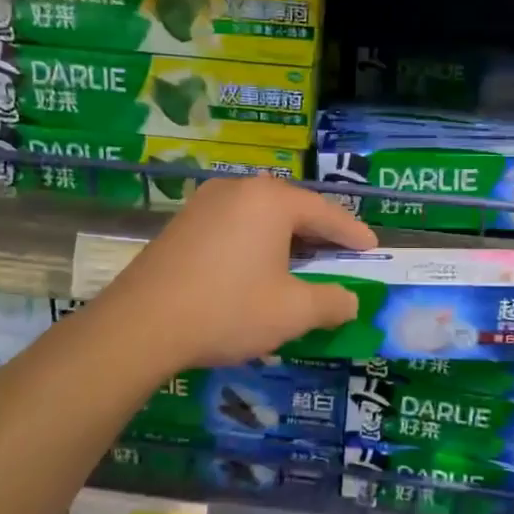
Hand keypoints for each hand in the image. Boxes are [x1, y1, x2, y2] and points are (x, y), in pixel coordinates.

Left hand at [95, 176, 378, 369]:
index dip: (353, 234)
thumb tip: (350, 301)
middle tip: (341, 256)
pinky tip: (258, 268)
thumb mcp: (291, 312)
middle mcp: (238, 189)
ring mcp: (205, 203)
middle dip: (319, 234)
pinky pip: (234, 225)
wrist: (141, 324)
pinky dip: (256, 243)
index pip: (326, 213)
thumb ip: (331, 302)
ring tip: (303, 264)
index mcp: (270, 200)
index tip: (372, 248)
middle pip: (292, 208)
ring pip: (260, 216)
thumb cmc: (227, 310)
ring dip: (286, 239)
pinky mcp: (183, 223)